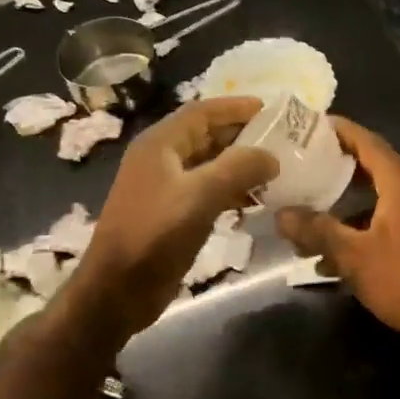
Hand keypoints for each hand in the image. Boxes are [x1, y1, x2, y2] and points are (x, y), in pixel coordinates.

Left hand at [70, 98, 277, 335]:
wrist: (117, 291)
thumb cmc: (154, 235)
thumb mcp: (200, 196)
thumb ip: (238, 168)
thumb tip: (272, 156)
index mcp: (160, 144)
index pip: (203, 112)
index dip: (237, 107)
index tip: (273, 109)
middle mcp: (161, 158)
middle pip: (207, 135)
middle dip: (243, 135)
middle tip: (282, 139)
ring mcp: (165, 187)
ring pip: (209, 163)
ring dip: (240, 164)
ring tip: (276, 169)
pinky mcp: (172, 212)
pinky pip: (207, 189)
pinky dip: (232, 189)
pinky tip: (255, 200)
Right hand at [276, 117, 399, 348]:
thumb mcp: (355, 256)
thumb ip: (319, 231)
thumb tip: (283, 214)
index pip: (370, 144)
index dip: (344, 131)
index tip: (316, 123)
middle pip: (376, 169)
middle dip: (342, 165)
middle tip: (309, 162)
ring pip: (381, 200)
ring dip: (349, 204)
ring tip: (315, 210)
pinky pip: (390, 222)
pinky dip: (363, 228)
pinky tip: (337, 255)